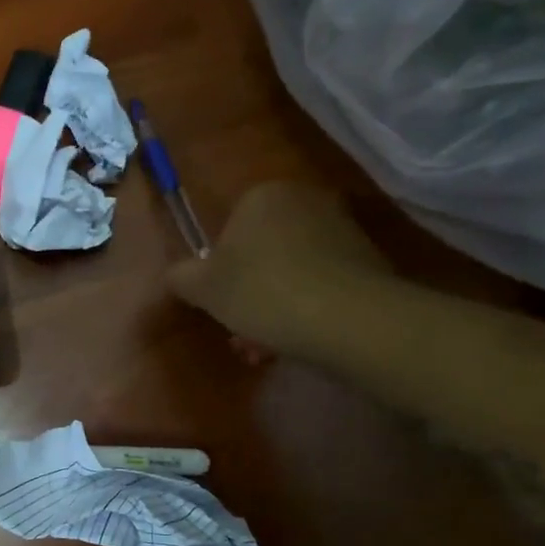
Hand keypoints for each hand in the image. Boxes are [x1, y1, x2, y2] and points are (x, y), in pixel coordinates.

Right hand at [166, 181, 393, 354]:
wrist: (350, 318)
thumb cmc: (262, 291)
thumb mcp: (201, 288)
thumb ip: (180, 277)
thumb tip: (175, 275)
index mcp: (262, 195)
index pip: (229, 230)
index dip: (218, 271)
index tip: (218, 303)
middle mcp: (305, 201)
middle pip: (262, 253)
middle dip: (248, 293)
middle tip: (240, 332)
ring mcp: (342, 229)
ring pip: (291, 272)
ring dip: (274, 307)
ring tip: (265, 349)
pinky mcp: (369, 260)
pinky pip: (322, 284)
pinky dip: (307, 309)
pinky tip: (297, 342)